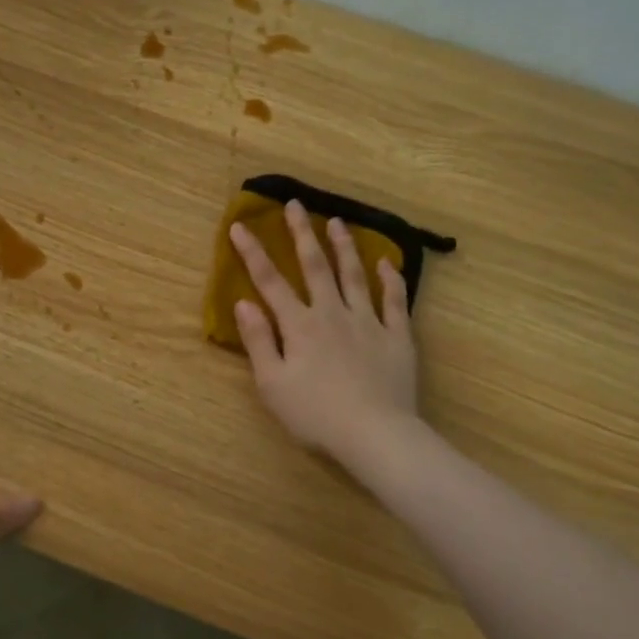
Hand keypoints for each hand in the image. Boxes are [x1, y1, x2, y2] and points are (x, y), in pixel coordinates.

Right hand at [229, 201, 420, 463]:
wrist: (374, 434)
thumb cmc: (315, 415)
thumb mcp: (272, 384)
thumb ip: (259, 340)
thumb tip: (243, 302)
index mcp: (300, 326)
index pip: (270, 282)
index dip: (253, 253)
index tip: (241, 225)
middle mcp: (333, 313)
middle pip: (315, 266)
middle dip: (302, 233)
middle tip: (295, 204)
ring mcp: (368, 322)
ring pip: (354, 275)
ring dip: (344, 246)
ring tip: (337, 221)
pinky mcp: (397, 337)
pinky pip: (395, 301)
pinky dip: (391, 279)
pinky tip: (387, 262)